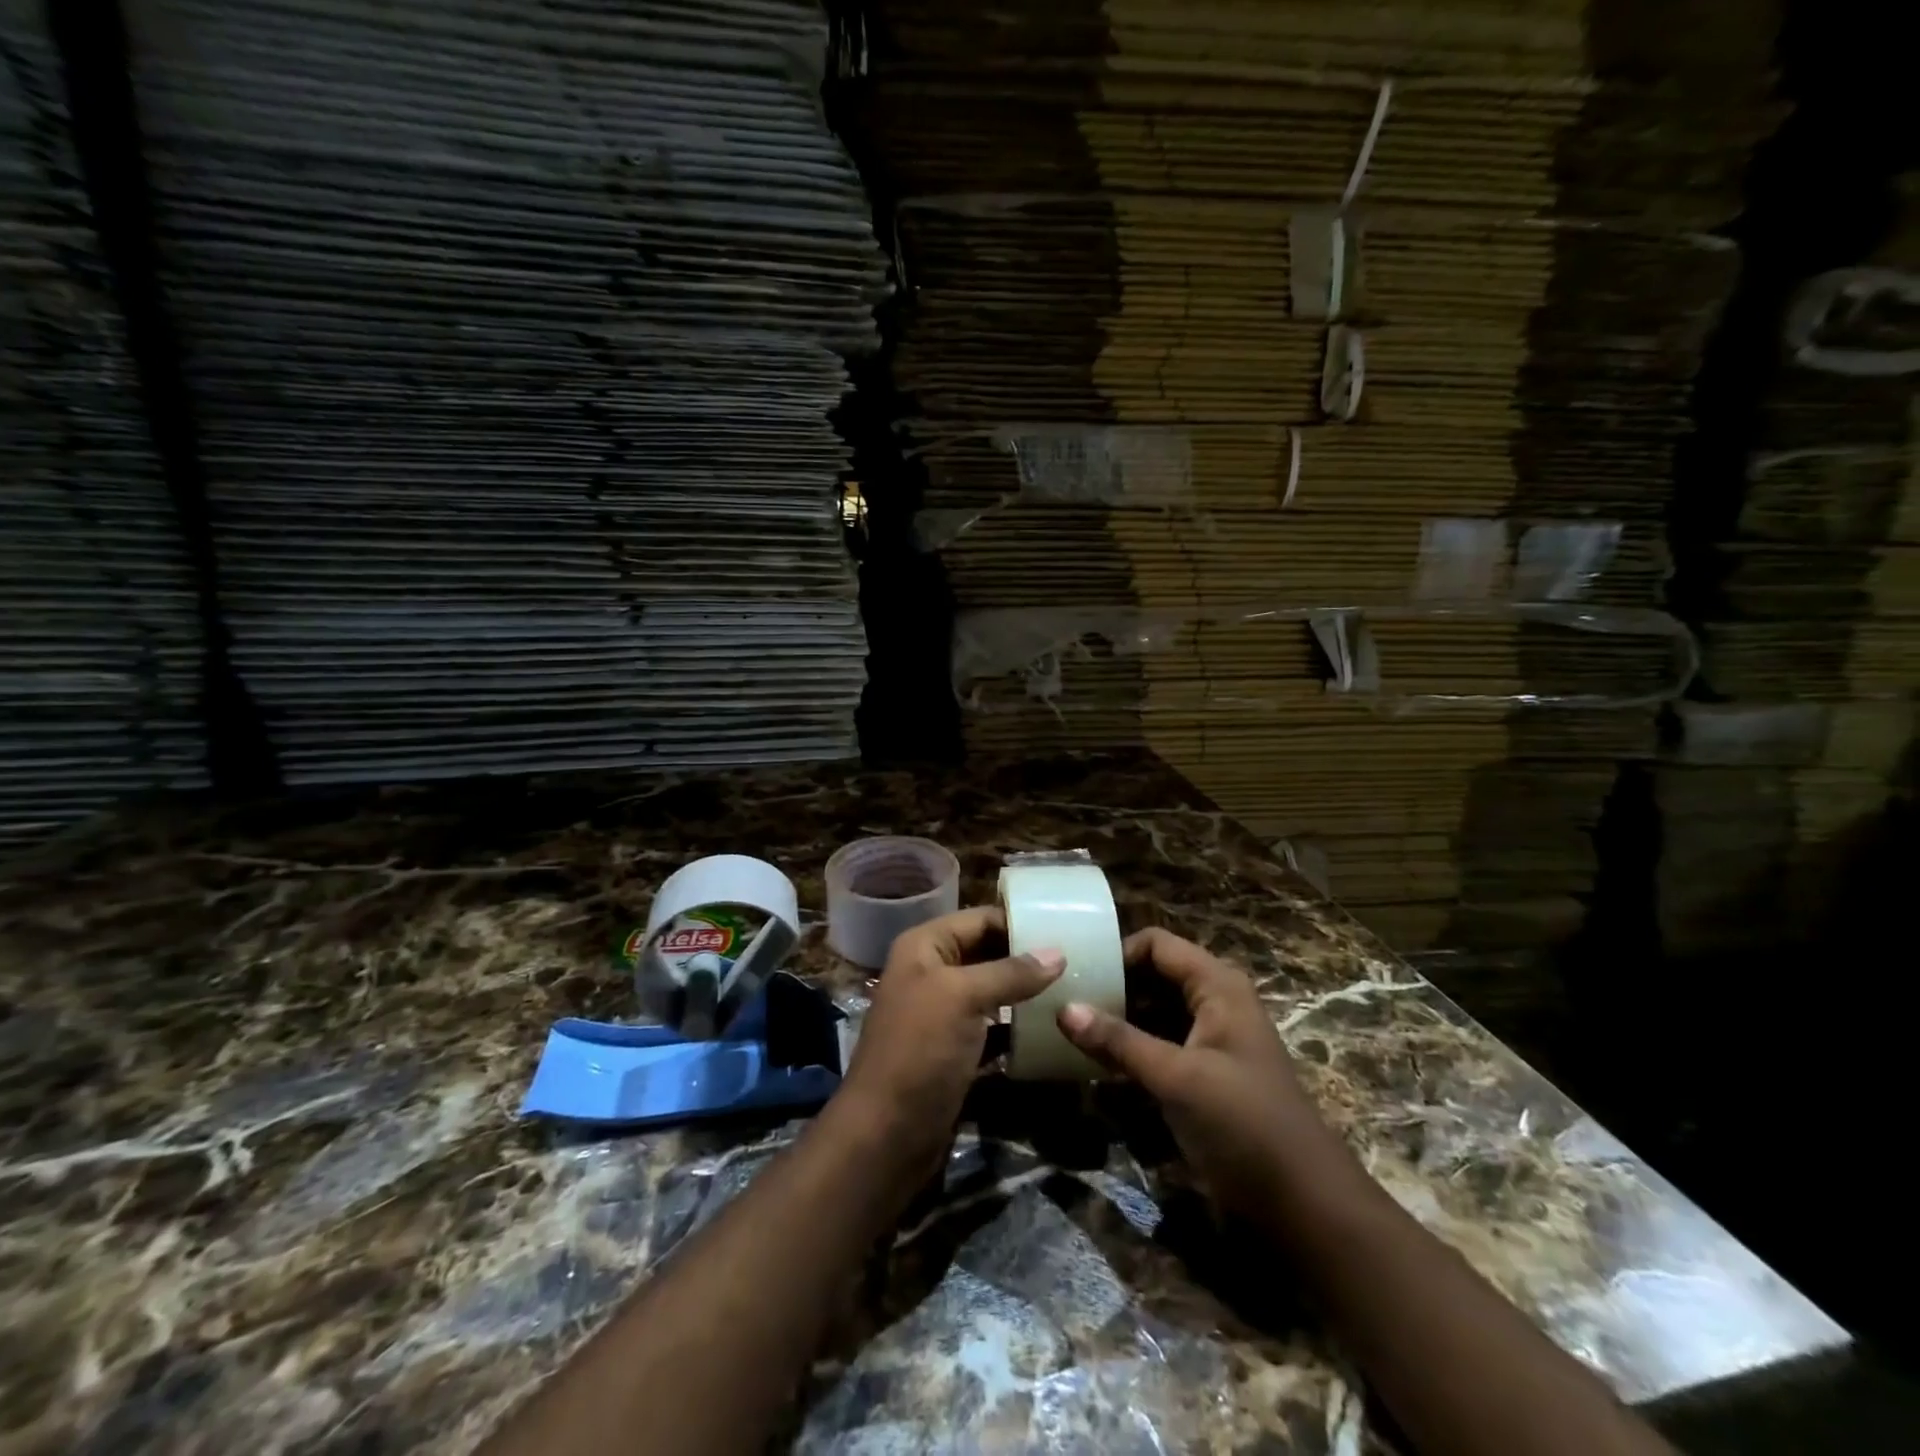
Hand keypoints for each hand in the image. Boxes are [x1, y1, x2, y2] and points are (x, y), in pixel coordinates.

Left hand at [837, 906, 1063, 1179]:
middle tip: (1079, 960)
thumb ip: (1010, 973)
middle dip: (1028, 958)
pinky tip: (1054, 1030)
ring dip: (1027, 994)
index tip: (1067, 928)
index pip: (980, 919)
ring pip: (994, 992)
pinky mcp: (957, 1051)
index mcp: (925, 947)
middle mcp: (932, 973)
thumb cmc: (920, 1050)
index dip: (1019, 922)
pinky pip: (994, 1029)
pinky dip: (1019, 1029)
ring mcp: (944, 1014)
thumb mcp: (963, 998)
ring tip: (1075, 990)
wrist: (886, 1135)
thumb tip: (1058, 952)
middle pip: (988, 953)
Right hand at [1057, 928, 1336, 1221]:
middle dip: (1110, 986)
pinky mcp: (1200, 1074)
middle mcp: (1213, 1002)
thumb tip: (1062, 1008)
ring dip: (1115, 1019)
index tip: (1074, 974)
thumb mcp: (1178, 1078)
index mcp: (1217, 986)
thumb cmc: (1245, 1124)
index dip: (1117, 953)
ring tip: (1066, 1027)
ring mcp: (1207, 1040)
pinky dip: (1127, 1047)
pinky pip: (1156, 1044)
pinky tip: (1092, 1060)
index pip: (1157, 945)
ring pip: (1151, 1012)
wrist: (1304, 1205)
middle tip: (1061, 1000)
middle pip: (1152, 975)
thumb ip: (1120, 1041)